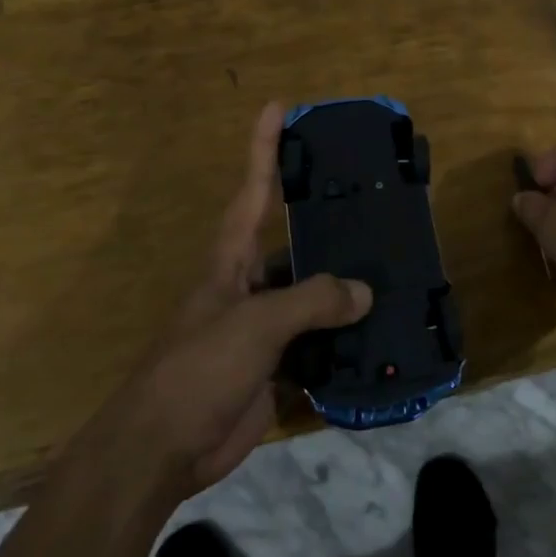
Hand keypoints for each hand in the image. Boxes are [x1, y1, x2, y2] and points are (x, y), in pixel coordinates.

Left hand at [120, 103, 370, 498]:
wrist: (162, 450)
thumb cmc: (198, 368)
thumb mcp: (255, 323)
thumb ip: (312, 300)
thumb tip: (364, 292)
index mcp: (232, 260)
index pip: (252, 190)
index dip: (263, 147)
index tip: (279, 107)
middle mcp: (249, 285)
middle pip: (293, 243)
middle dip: (326, 221)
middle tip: (373, 200)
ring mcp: (263, 328)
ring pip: (312, 296)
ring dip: (345, 288)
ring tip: (393, 268)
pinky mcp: (276, 368)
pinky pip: (319, 345)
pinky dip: (346, 340)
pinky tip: (381, 334)